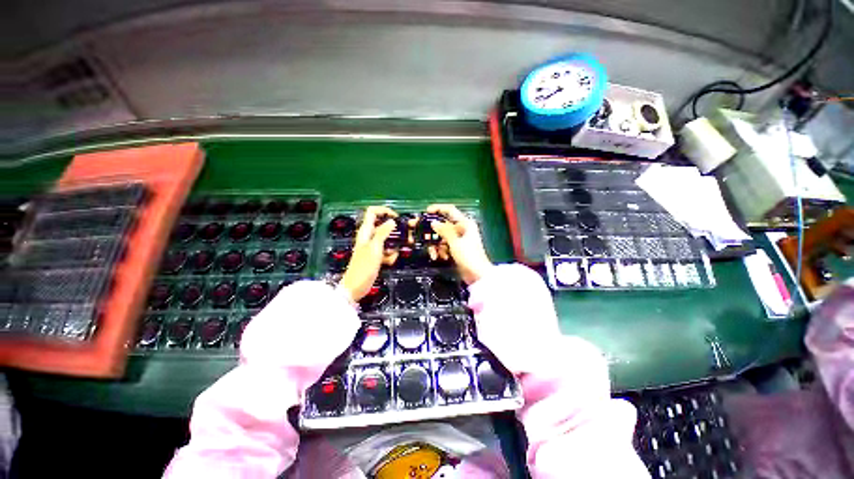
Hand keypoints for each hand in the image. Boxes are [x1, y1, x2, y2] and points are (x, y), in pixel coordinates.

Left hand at [340, 206, 397, 301]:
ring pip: (388, 240)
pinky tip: (388, 262)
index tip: (397, 218)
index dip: (385, 211)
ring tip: (395, 254)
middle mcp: (369, 236)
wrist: (356, 287)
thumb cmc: (363, 267)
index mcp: (366, 231)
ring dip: (394, 246)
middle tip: (408, 236)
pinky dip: (390, 255)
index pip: (373, 212)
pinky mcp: (376, 256)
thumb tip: (392, 221)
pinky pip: (387, 251)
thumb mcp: (375, 247)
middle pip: (384, 226)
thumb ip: (383, 232)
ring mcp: (373, 246)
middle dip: (396, 231)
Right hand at [426, 204, 493, 283]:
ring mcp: (459, 239)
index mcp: (465, 223)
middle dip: (433, 232)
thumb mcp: (455, 242)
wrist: (477, 275)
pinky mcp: (456, 248)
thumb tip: (434, 222)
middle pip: (443, 225)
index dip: (438, 208)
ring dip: (436, 245)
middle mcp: (462, 229)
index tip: (426, 212)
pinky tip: (440, 257)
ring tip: (434, 254)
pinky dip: (441, 250)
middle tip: (421, 235)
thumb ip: (444, 231)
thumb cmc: (469, 256)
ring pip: (442, 237)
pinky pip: (445, 245)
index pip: (450, 210)